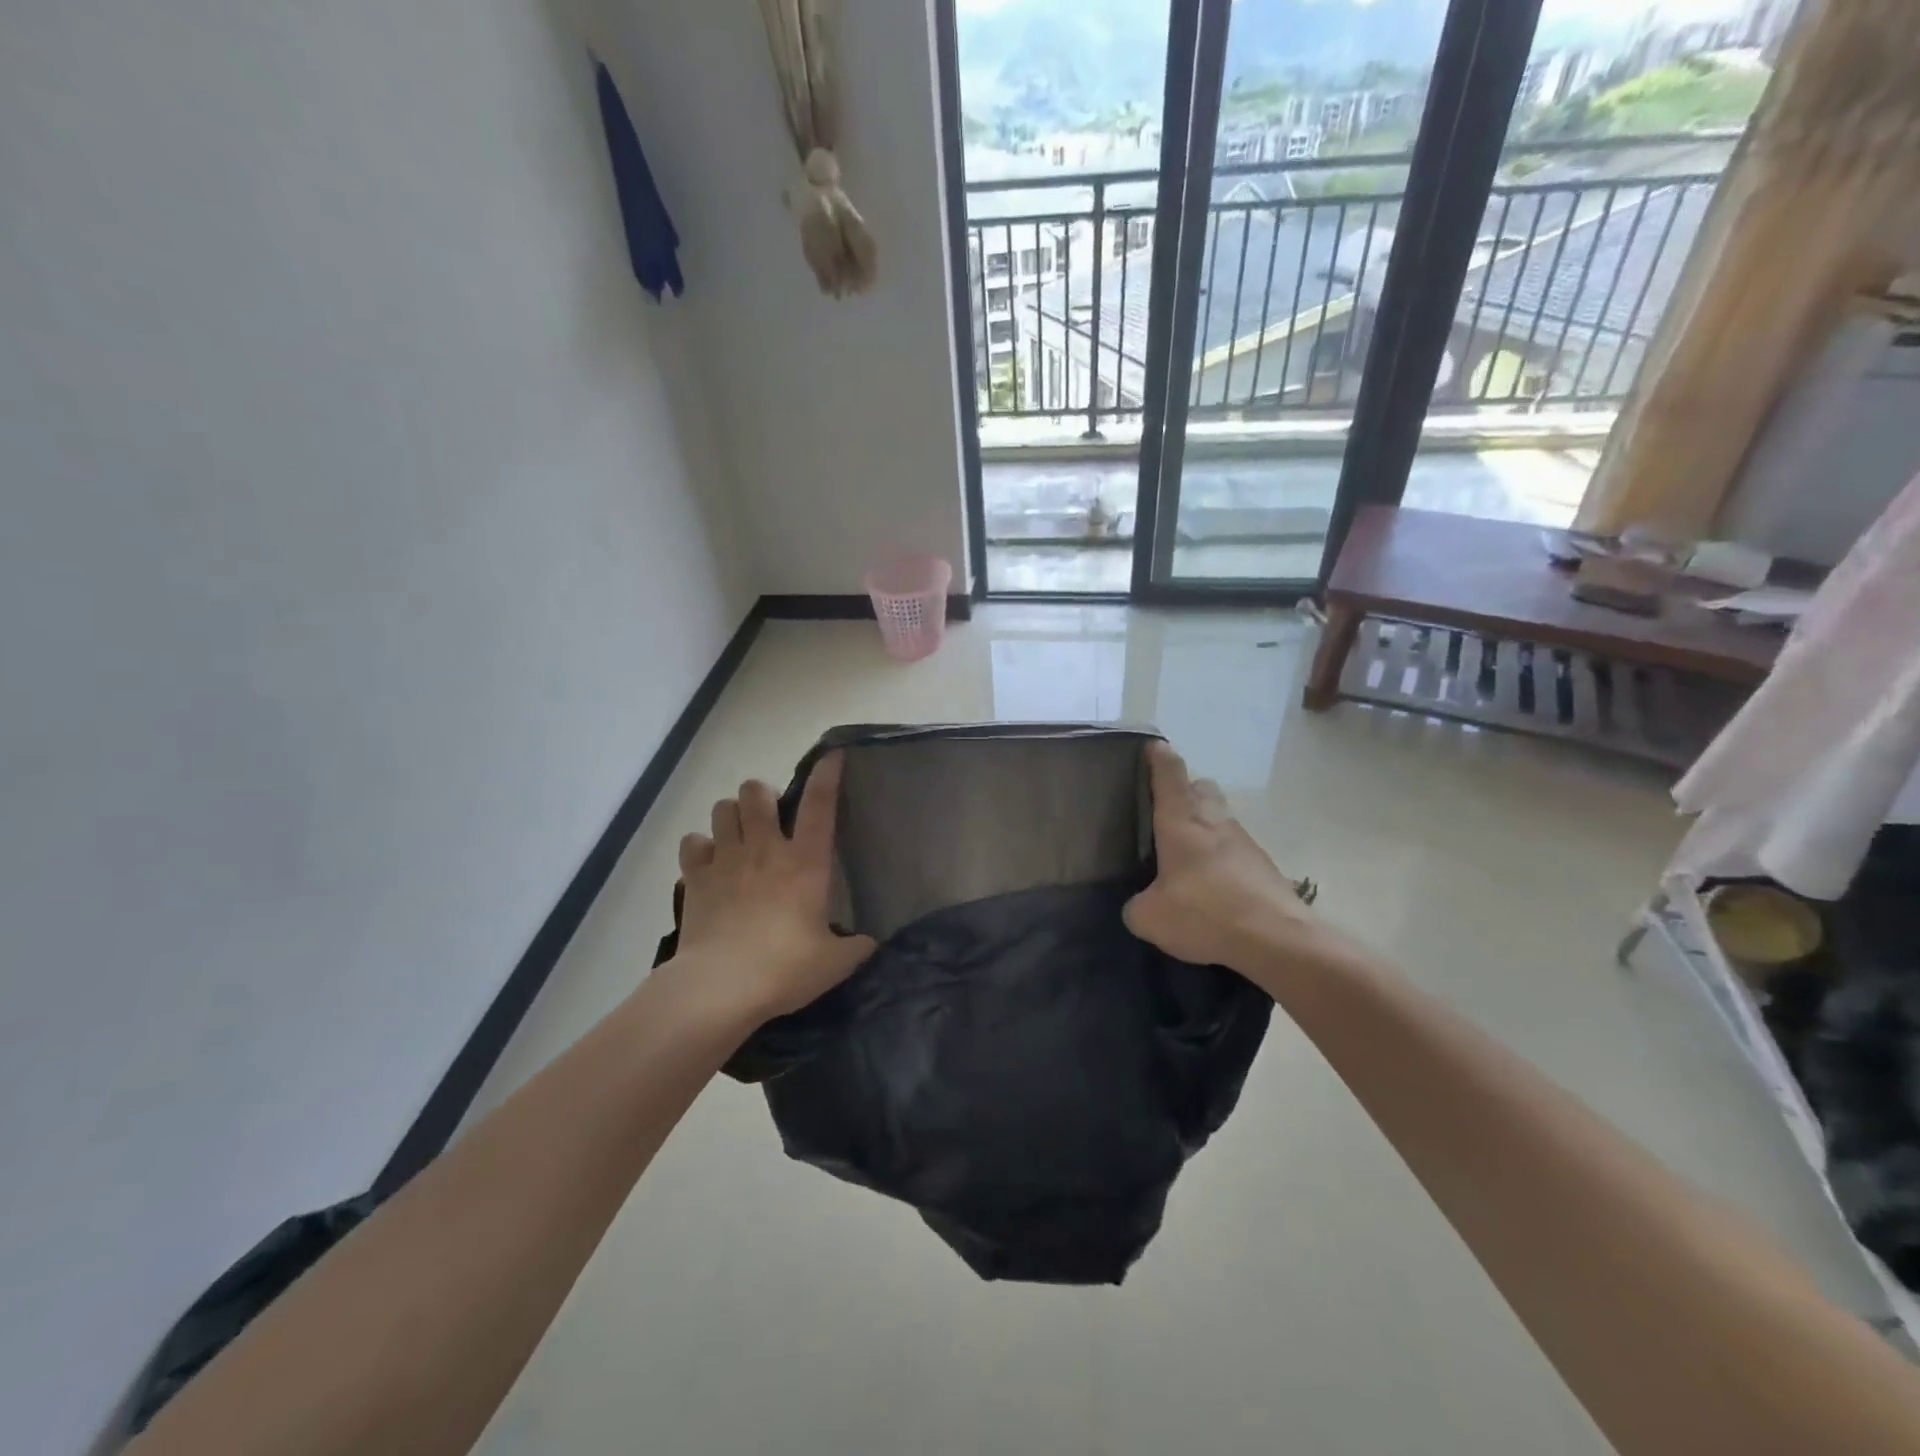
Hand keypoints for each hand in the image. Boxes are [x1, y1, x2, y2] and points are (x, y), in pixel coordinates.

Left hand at [672, 752, 876, 1023]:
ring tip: (737, 833)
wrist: (720, 988)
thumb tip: (871, 942)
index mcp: (805, 863)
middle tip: (768, 815)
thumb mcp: (835, 962)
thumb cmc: (785, 969)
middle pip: (756, 792)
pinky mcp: (695, 878)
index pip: (820, 805)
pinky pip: (692, 843)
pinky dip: (700, 847)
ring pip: (721, 808)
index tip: (832, 754)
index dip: (827, 774)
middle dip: (761, 794)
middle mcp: (765, 850)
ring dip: (731, 815)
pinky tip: (708, 863)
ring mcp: (726, 860)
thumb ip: (856, 947)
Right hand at [1124, 742, 1327, 977]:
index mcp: (1182, 821)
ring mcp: (1244, 841)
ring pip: (1220, 820)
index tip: (1151, 747)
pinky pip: (1235, 851)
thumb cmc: (1205, 914)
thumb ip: (1137, 905)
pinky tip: (1212, 889)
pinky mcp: (1264, 866)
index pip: (1170, 772)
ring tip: (1185, 860)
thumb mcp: (1150, 917)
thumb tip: (1141, 904)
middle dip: (1185, 792)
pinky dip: (1221, 860)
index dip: (1158, 756)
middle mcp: (1214, 821)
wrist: (1277, 940)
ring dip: (1204, 829)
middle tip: (1165, 813)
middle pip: (1200, 788)